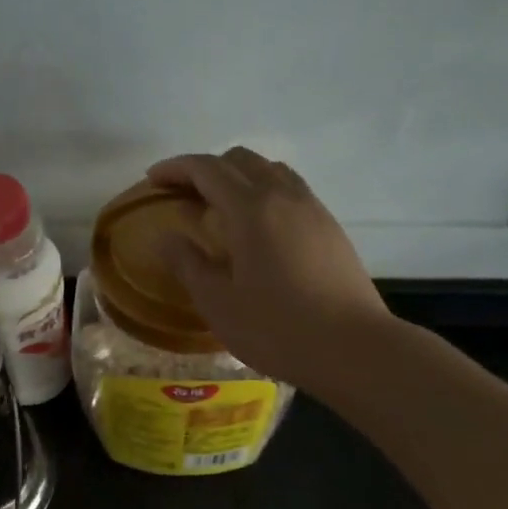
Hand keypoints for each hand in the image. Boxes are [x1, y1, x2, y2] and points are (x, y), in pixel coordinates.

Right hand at [147, 148, 388, 393]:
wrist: (354, 348)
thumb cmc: (278, 329)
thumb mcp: (218, 304)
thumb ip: (188, 264)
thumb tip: (168, 237)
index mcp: (251, 209)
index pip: (207, 169)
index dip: (176, 168)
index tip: (153, 180)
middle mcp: (284, 196)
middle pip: (240, 160)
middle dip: (206, 168)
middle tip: (183, 195)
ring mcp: (313, 209)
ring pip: (270, 170)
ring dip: (239, 176)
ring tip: (220, 206)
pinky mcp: (330, 227)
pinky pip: (291, 190)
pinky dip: (264, 191)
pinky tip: (258, 227)